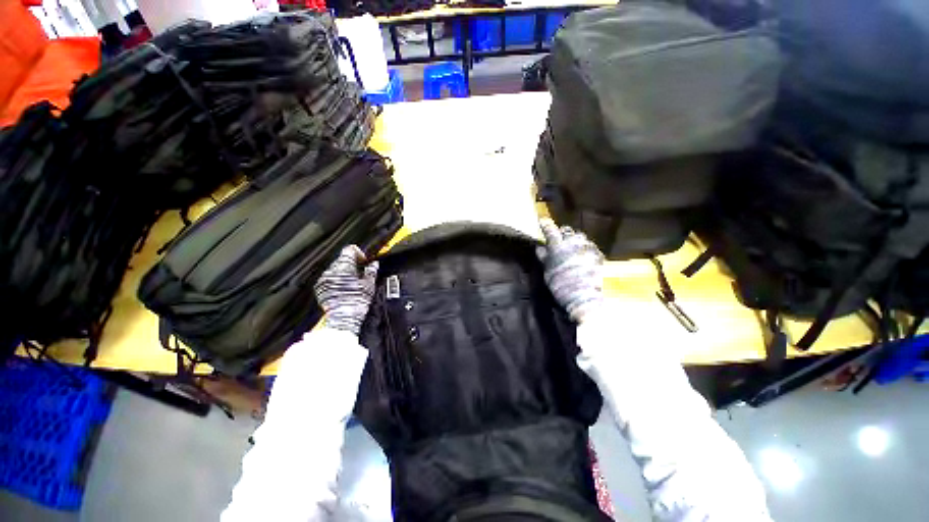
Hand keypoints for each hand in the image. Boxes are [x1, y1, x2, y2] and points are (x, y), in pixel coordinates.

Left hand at [314, 245, 378, 334]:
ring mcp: (324, 280)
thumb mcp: (369, 285)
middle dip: (352, 264)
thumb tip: (374, 264)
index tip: (363, 261)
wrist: (344, 318)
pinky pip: (329, 278)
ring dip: (344, 272)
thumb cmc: (357, 302)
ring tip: (352, 282)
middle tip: (361, 273)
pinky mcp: (320, 288)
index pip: (349, 250)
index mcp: (344, 267)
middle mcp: (332, 271)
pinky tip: (344, 288)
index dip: (358, 253)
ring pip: (335, 268)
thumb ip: (371, 271)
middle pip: (342, 259)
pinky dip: (337, 280)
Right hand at [537, 218, 603, 322]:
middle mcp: (573, 243)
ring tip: (571, 248)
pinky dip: (584, 249)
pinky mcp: (598, 254)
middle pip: (567, 231)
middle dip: (562, 233)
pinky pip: (589, 246)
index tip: (542, 221)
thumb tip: (539, 247)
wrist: (585, 298)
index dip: (545, 225)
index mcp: (557, 247)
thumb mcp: (548, 272)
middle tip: (558, 239)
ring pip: (580, 237)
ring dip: (574, 240)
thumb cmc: (561, 286)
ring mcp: (587, 248)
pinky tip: (583, 257)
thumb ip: (544, 258)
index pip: (550, 230)